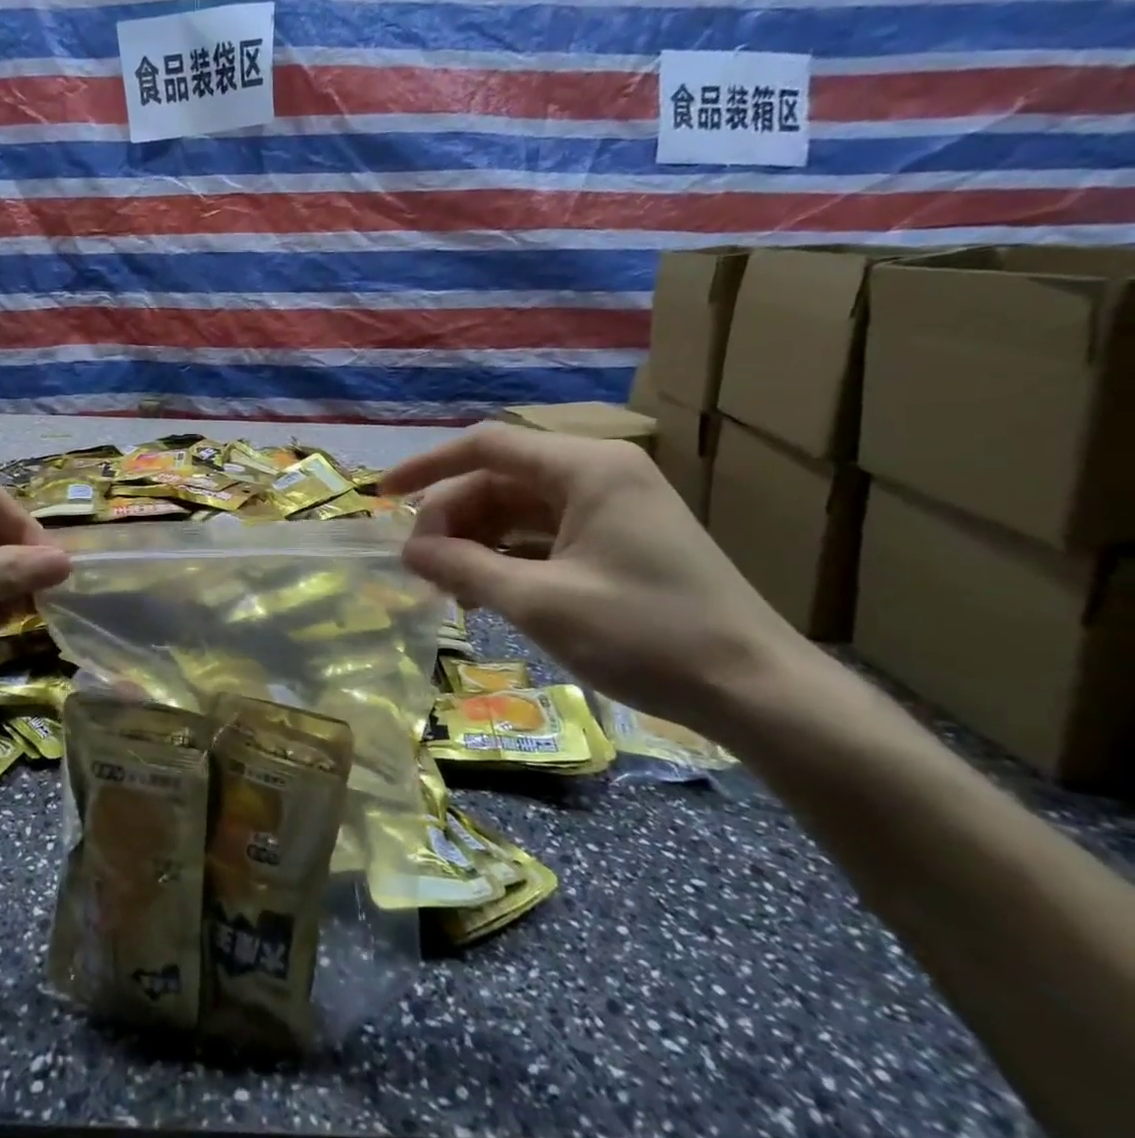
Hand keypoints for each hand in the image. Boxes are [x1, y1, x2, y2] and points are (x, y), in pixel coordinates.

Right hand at [379, 423, 806, 735]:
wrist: (757, 691)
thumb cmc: (646, 635)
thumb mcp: (540, 602)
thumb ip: (464, 568)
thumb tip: (407, 551)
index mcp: (586, 468)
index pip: (486, 446)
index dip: (427, 468)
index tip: (381, 497)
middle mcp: (599, 473)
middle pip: (500, 479)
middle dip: (453, 518)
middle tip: (420, 566)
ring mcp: (613, 507)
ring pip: (520, 509)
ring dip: (477, 540)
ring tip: (446, 585)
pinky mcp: (620, 540)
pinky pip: (546, 534)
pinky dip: (509, 556)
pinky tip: (485, 591)